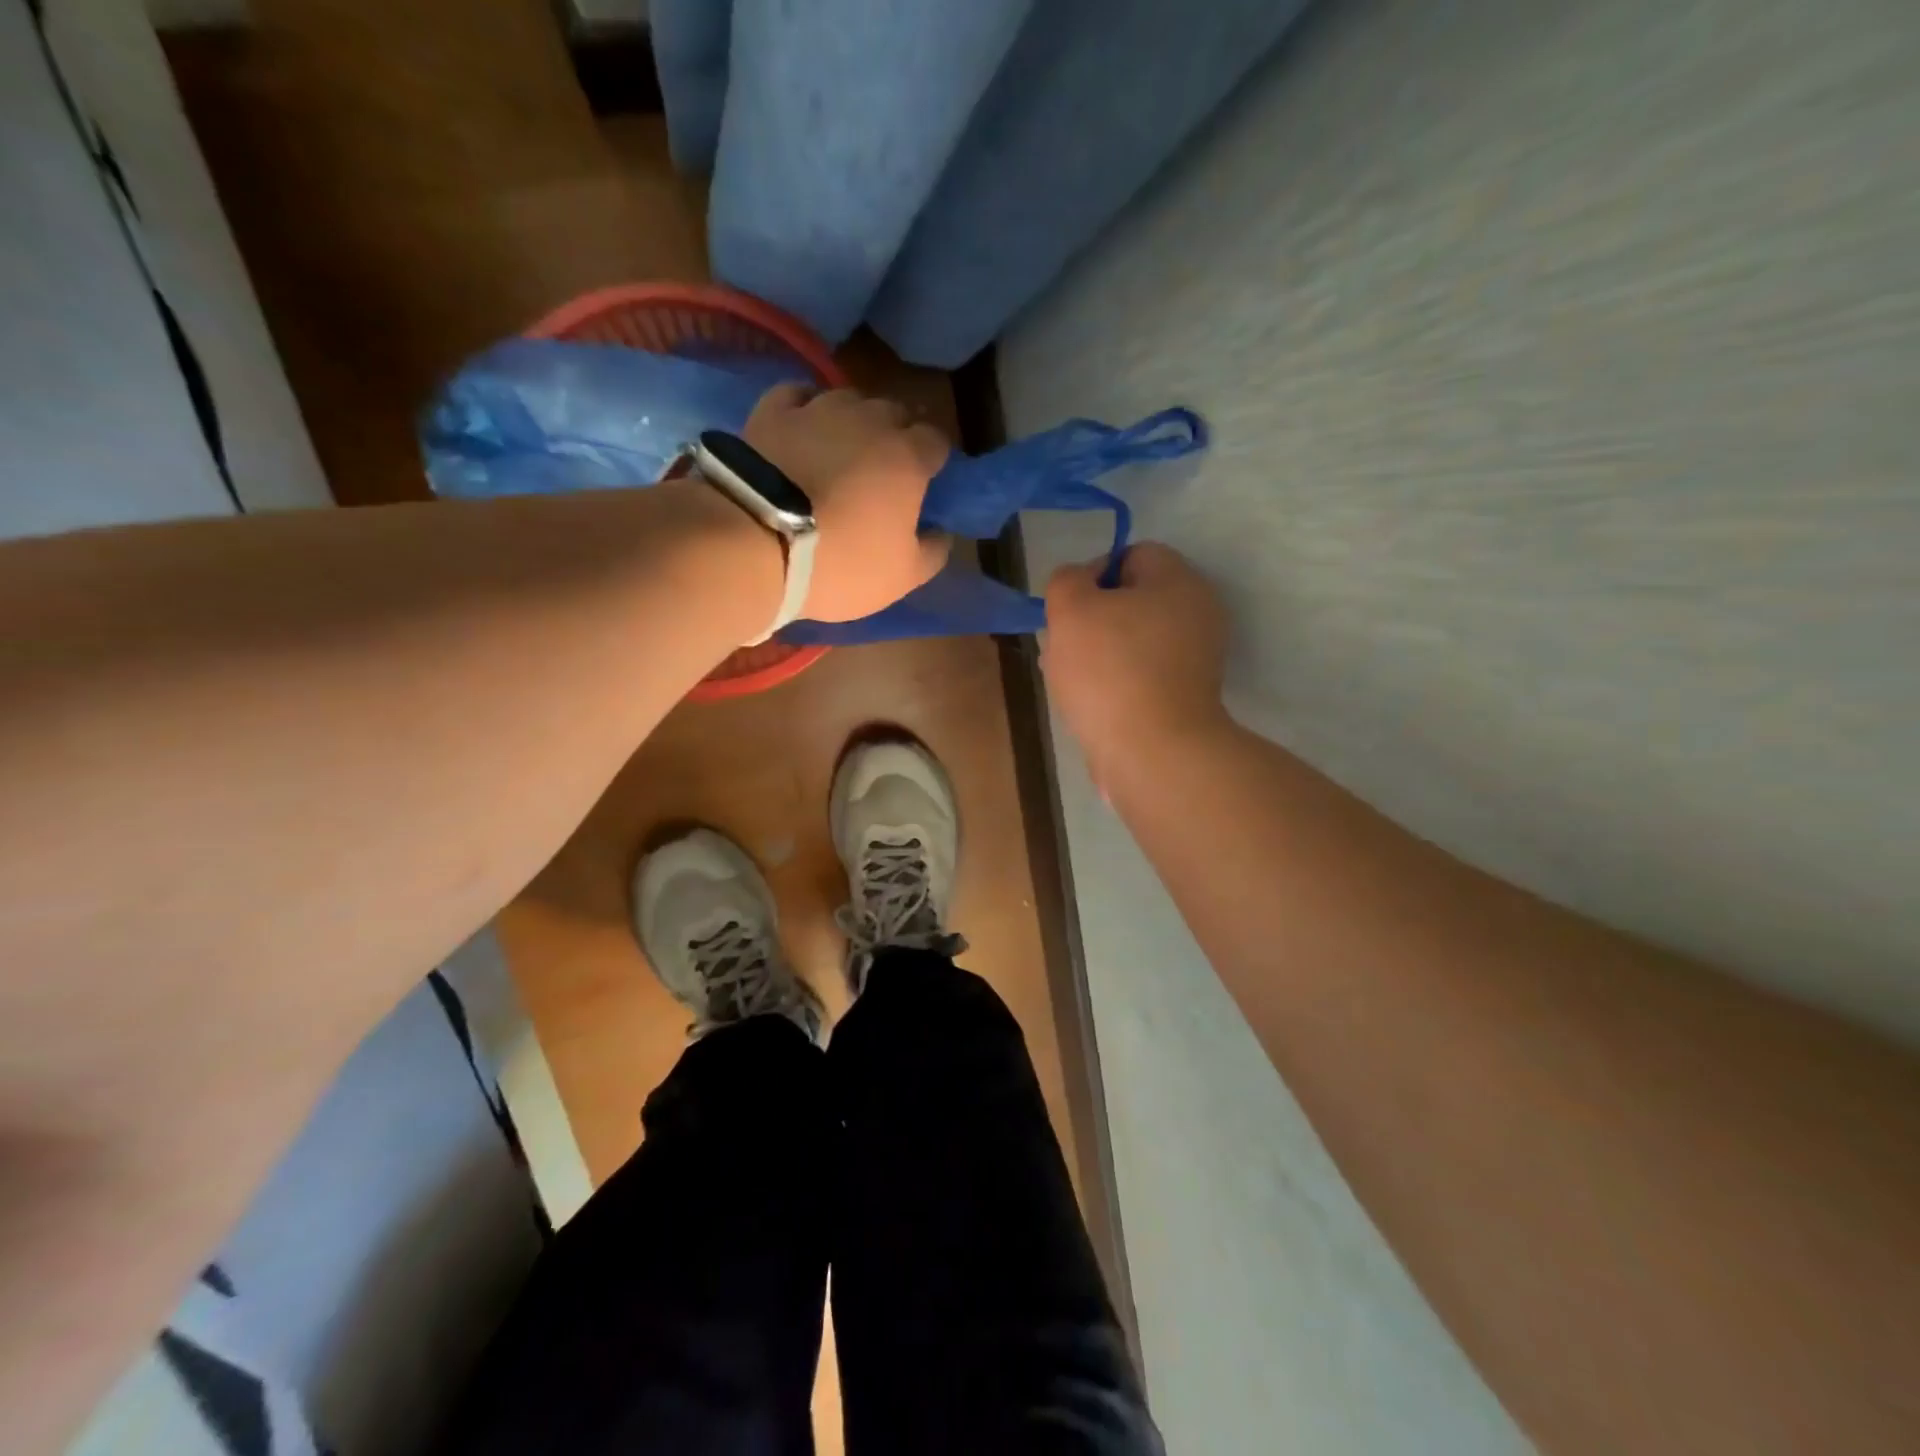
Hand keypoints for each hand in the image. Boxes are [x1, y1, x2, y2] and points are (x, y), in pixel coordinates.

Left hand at [744, 383, 951, 621]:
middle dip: (896, 434)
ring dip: (853, 419)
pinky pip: (799, 394)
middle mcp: (869, 419)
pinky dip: (806, 407)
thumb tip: (942, 532)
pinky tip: (803, 426)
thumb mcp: (902, 577)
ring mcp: (818, 408)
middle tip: (884, 469)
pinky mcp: (773, 410)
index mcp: (908, 457)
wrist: (756, 544)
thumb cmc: (842, 563)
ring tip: (840, 449)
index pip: (937, 440)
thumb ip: (933, 552)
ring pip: (849, 399)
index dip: (933, 459)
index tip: (926, 481)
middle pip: (895, 412)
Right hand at [1042, 542, 1230, 779]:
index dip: (1092, 574)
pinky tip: (1091, 702)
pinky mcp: (1186, 698)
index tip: (1069, 608)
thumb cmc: (1110, 670)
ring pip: (1134, 641)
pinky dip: (1117, 683)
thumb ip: (1067, 580)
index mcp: (1180, 581)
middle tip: (1065, 645)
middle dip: (1092, 619)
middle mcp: (1198, 614)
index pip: (1131, 555)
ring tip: (1070, 678)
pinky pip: (1142, 676)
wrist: (1152, 754)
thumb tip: (1080, 585)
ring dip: (1099, 654)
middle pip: (1132, 601)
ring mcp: (1196, 660)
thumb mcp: (1070, 608)